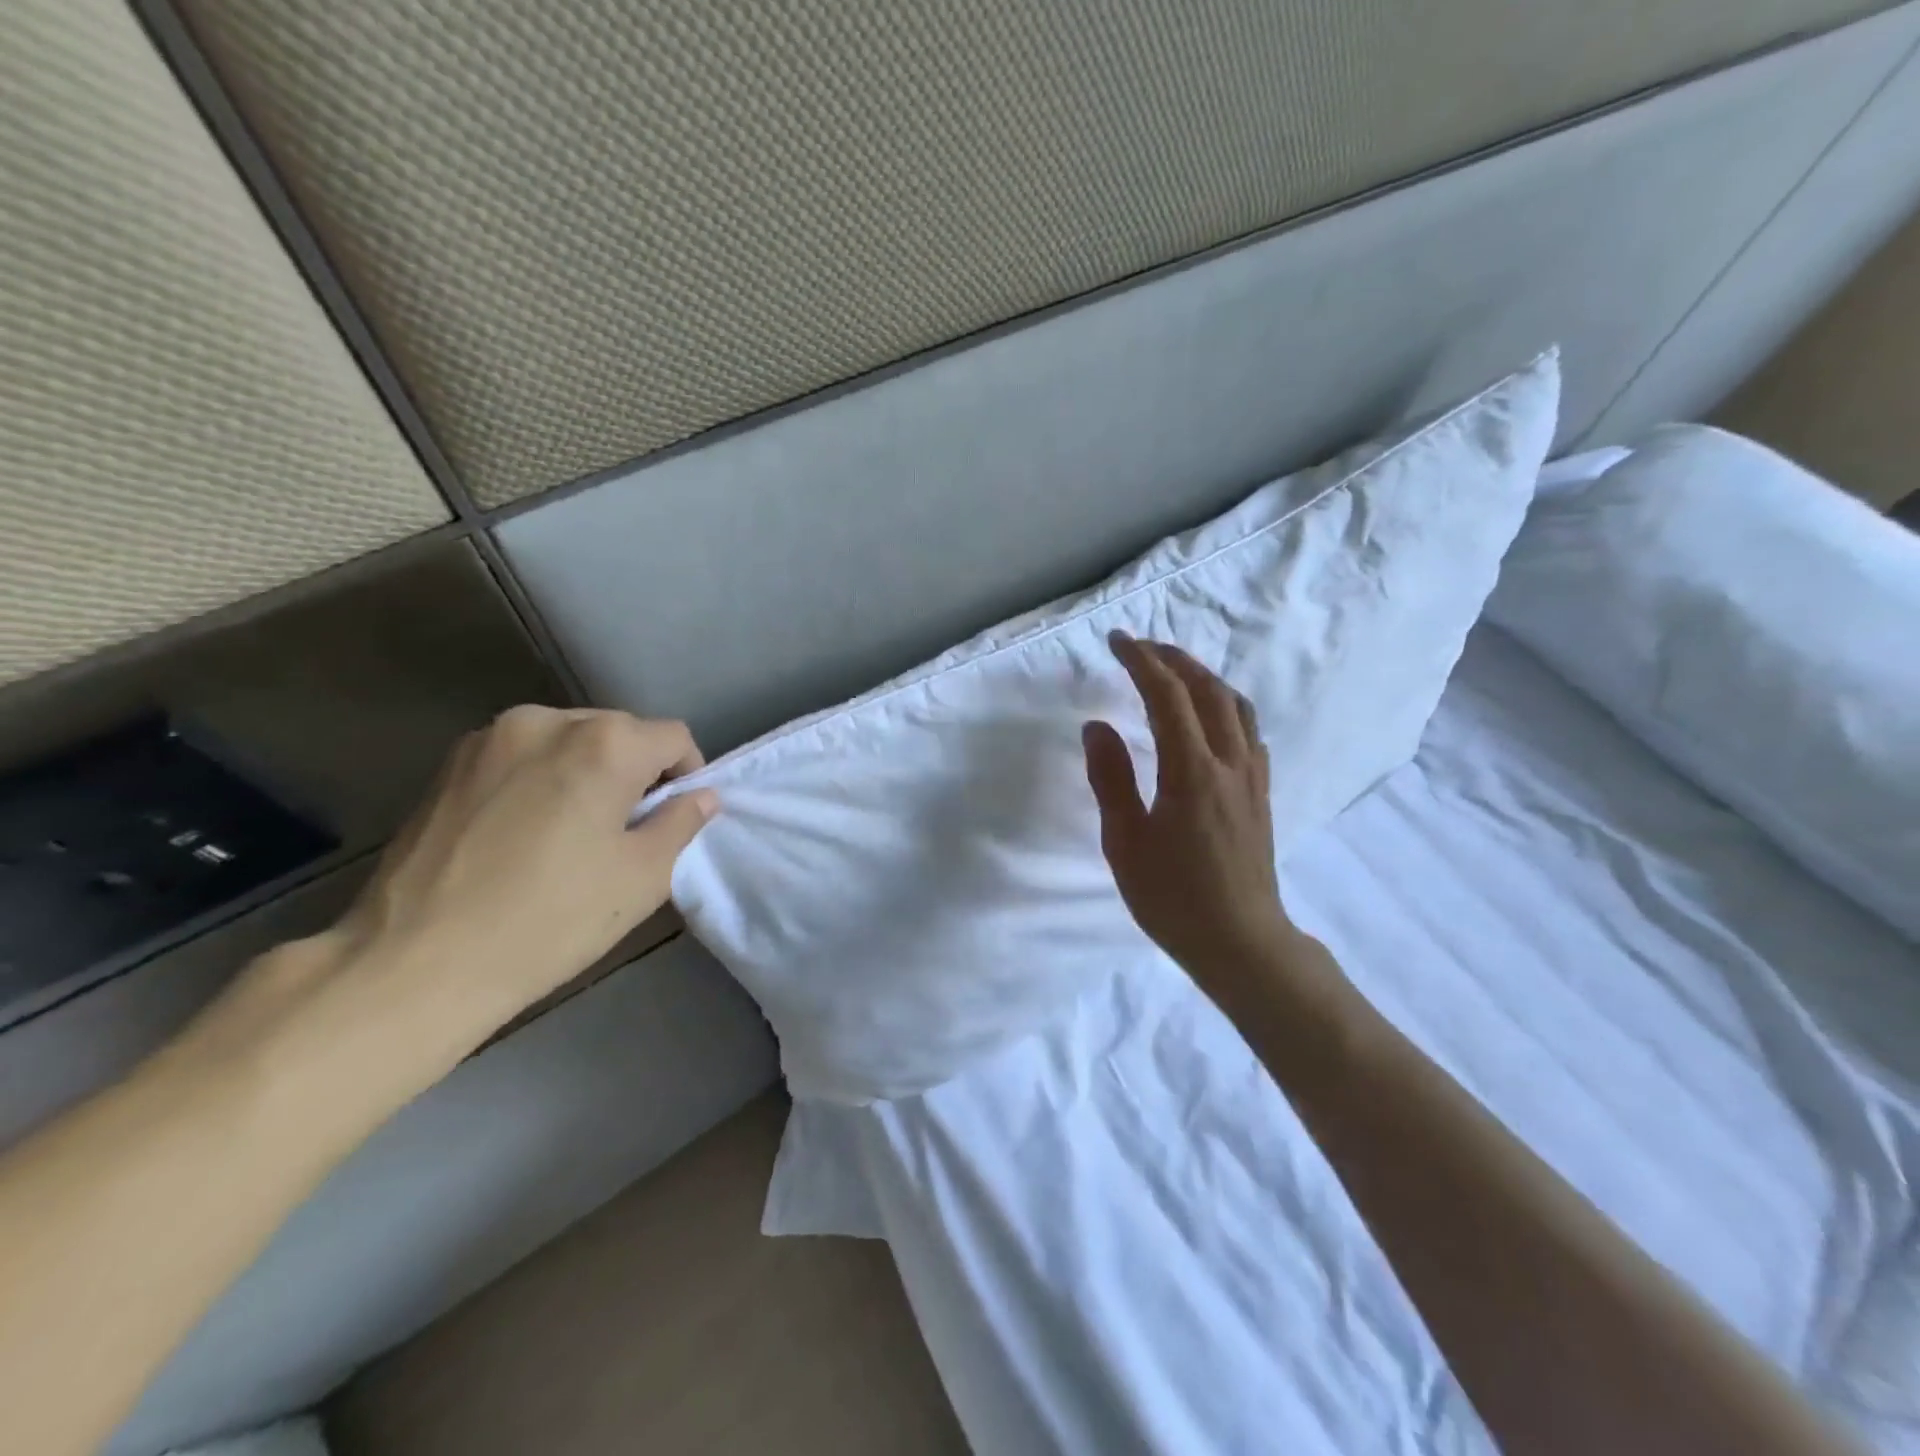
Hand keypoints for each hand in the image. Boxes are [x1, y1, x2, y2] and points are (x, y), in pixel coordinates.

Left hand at [183, 707, 717, 1103]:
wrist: (411, 964)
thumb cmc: (548, 920)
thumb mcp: (642, 878)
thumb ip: (682, 824)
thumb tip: (701, 797)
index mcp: (604, 743)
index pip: (673, 737)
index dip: (688, 775)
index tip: (675, 819)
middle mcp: (547, 721)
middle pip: (619, 732)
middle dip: (636, 771)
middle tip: (627, 830)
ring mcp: (489, 737)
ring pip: (568, 740)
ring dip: (587, 772)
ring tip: (573, 831)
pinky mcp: (448, 763)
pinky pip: (521, 756)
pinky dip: (541, 778)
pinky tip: (525, 832)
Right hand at [1083, 632, 1295, 998]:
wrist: (1241, 941)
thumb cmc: (1173, 898)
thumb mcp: (1125, 842)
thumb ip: (1111, 779)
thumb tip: (1097, 726)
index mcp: (1191, 771)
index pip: (1167, 695)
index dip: (1141, 661)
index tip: (1117, 641)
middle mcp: (1229, 762)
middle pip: (1207, 690)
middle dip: (1173, 659)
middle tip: (1141, 647)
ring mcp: (1252, 776)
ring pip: (1235, 705)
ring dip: (1204, 677)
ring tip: (1174, 671)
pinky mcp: (1261, 792)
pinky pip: (1248, 730)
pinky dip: (1224, 705)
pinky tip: (1209, 718)